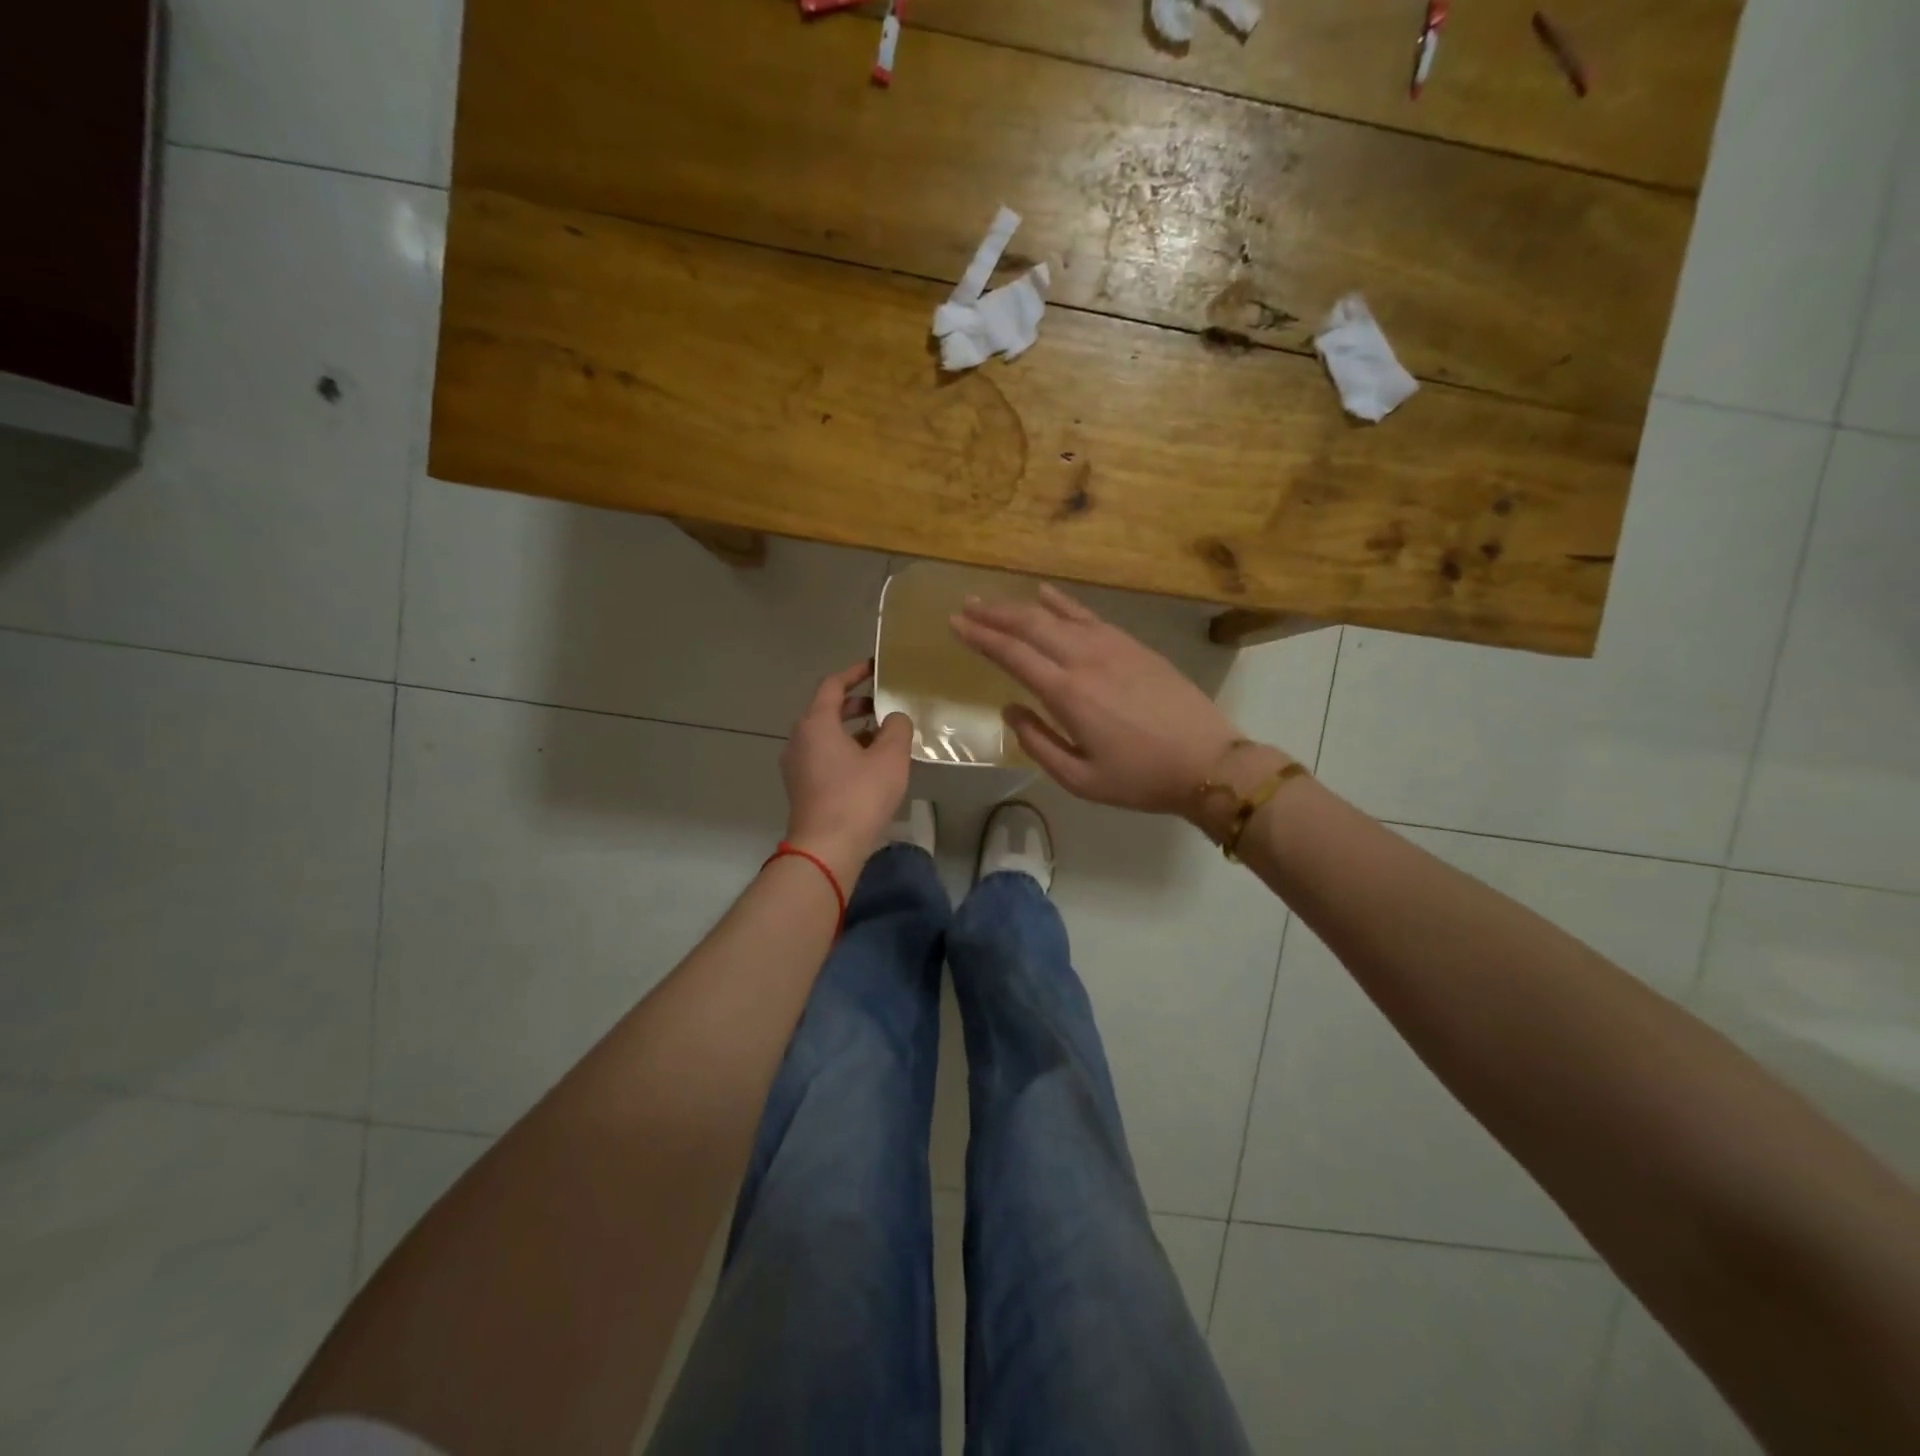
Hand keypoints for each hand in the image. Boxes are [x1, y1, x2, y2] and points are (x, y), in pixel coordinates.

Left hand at [780, 660, 912, 883]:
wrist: (827, 847)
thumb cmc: (858, 796)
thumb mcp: (890, 757)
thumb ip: (897, 728)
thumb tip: (894, 719)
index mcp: (816, 723)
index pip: (832, 685)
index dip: (855, 673)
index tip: (875, 668)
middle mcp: (799, 738)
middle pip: (827, 710)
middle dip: (856, 704)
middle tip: (884, 705)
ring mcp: (796, 764)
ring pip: (825, 735)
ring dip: (852, 730)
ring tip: (882, 737)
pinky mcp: (801, 786)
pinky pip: (823, 756)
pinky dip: (844, 750)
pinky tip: (869, 765)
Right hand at [950, 585, 1259, 817]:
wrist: (1208, 762)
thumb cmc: (1140, 778)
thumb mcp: (1080, 779)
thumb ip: (1038, 743)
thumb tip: (1010, 709)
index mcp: (1068, 694)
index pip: (1013, 655)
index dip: (981, 637)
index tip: (954, 623)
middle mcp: (1086, 659)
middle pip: (1030, 625)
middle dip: (993, 614)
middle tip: (965, 607)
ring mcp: (1113, 647)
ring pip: (1057, 615)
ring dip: (1021, 606)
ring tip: (993, 602)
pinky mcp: (1133, 645)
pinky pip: (1089, 615)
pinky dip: (1063, 603)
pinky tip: (1045, 594)